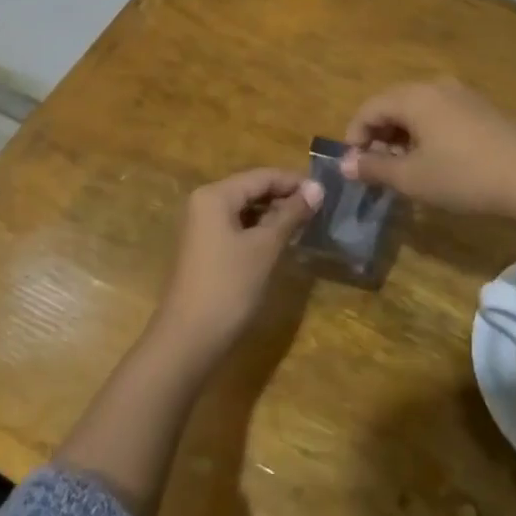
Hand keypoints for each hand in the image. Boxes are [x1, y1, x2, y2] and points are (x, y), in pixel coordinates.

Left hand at [151, 168, 322, 360]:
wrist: (189, 339)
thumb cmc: (229, 287)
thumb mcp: (265, 248)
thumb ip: (291, 215)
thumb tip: (318, 188)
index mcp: (215, 195)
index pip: (261, 176)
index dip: (294, 182)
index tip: (326, 192)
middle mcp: (204, 202)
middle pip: (251, 189)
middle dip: (284, 197)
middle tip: (319, 210)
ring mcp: (202, 226)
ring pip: (245, 209)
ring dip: (274, 214)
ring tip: (306, 224)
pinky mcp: (205, 247)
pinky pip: (236, 226)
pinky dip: (259, 229)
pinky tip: (281, 240)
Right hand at [342, 79, 515, 220]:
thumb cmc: (464, 176)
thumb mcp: (412, 178)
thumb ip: (375, 168)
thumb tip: (346, 164)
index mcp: (414, 96)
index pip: (369, 108)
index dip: (354, 137)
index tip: (354, 167)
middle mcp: (436, 87)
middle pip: (393, 105)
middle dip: (379, 137)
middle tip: (377, 170)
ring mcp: (464, 96)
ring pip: (418, 111)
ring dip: (403, 137)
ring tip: (405, 170)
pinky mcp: (484, 111)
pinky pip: (441, 116)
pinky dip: (427, 136)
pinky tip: (436, 163)